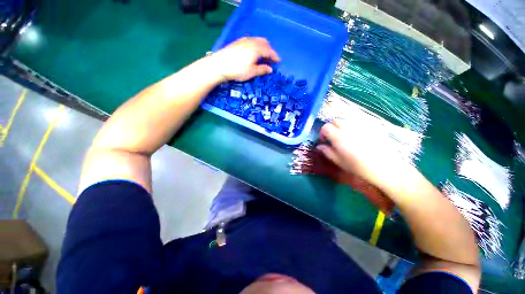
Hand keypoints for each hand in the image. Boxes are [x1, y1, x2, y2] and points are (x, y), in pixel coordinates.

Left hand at [208, 37, 279, 81]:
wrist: (220, 65)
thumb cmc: (238, 70)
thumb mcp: (252, 72)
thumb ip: (262, 69)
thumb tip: (270, 69)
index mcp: (257, 49)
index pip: (269, 51)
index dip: (275, 56)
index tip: (278, 61)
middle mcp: (252, 42)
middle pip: (264, 43)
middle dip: (269, 50)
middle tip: (271, 58)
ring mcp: (244, 41)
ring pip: (257, 40)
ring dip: (263, 47)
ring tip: (263, 55)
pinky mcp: (238, 42)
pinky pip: (251, 41)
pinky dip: (256, 45)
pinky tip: (253, 52)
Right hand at [317, 120, 414, 189]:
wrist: (388, 168)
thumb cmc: (361, 168)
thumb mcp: (340, 162)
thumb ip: (328, 152)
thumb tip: (319, 146)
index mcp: (340, 138)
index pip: (326, 127)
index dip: (322, 133)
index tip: (324, 141)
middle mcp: (349, 128)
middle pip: (335, 120)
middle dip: (330, 127)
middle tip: (332, 138)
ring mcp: (361, 126)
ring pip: (345, 119)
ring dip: (340, 125)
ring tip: (343, 136)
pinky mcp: (370, 126)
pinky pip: (356, 121)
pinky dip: (350, 125)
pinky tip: (355, 135)